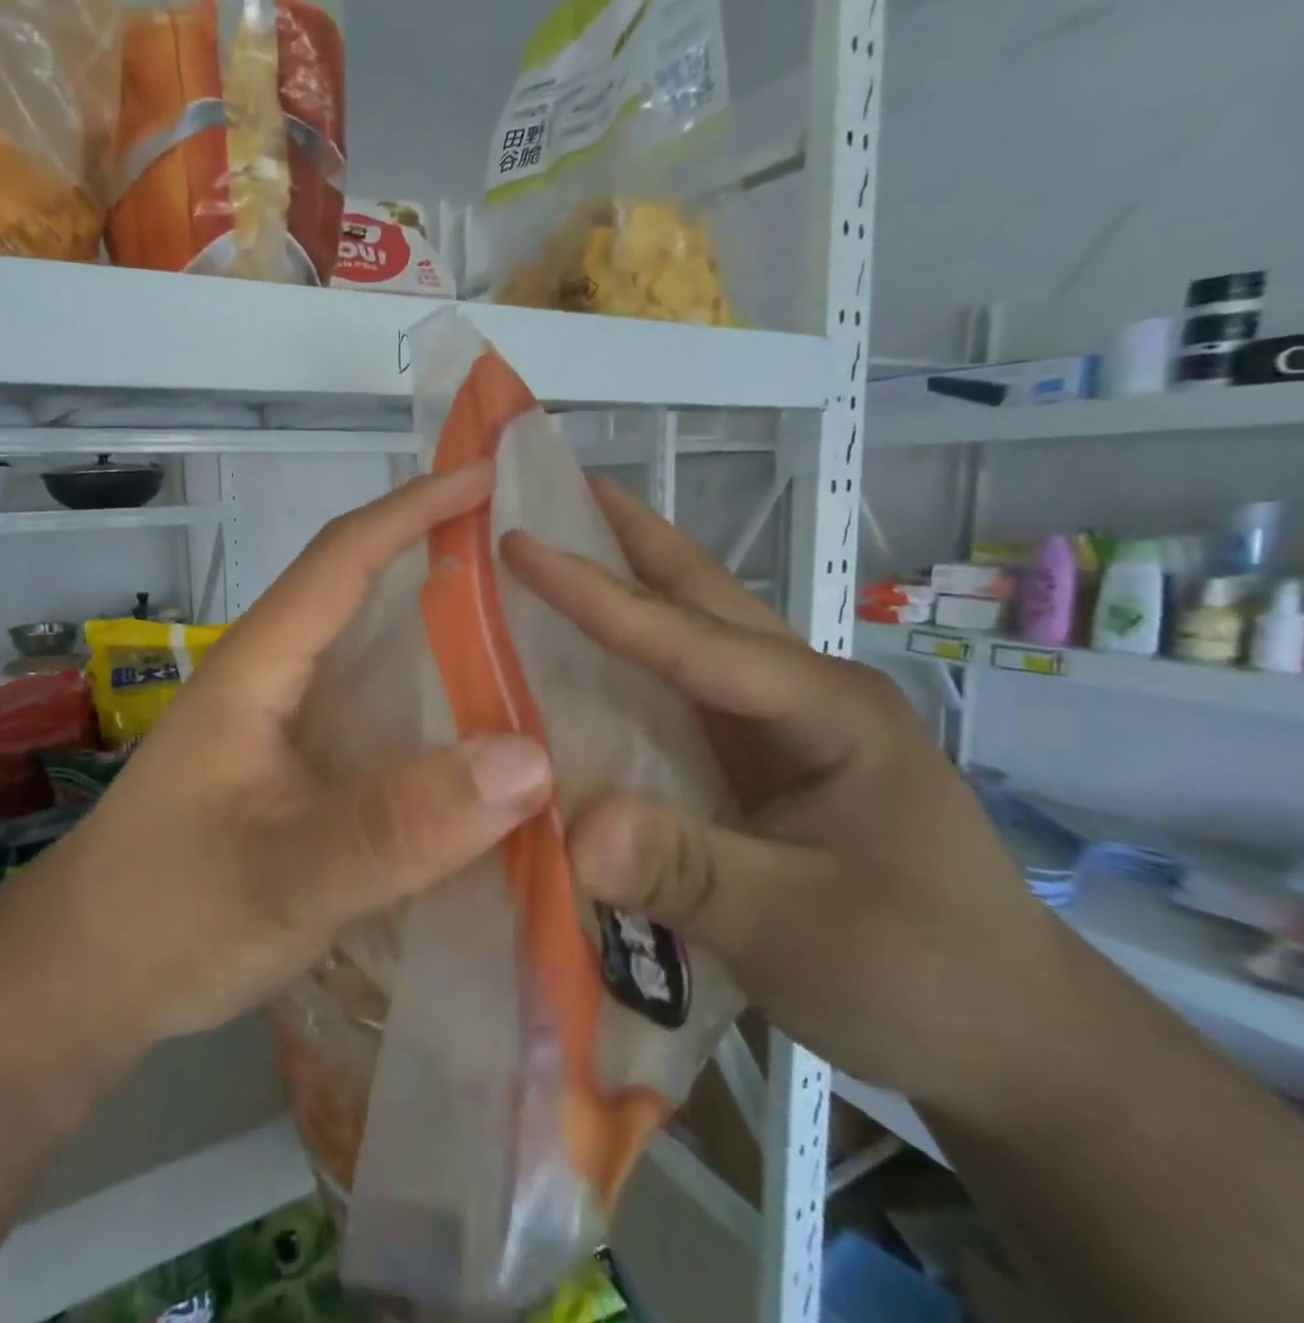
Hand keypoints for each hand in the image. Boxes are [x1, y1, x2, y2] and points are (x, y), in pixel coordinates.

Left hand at [48, 463, 553, 1042]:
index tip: (487, 479)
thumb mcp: (287, 872)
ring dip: (437, 641)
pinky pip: (369, 722)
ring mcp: (276, 728)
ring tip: (523, 643)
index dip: (414, 510)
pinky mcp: (285, 773)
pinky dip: (424, 712)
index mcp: (258, 669)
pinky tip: (471, 742)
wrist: (85, 978)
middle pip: (358, 597)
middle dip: (436, 563)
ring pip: (367, 662)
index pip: (341, 558)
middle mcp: (269, 681)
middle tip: (527, 564)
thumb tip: (533, 759)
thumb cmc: (169, 914)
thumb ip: (401, 823)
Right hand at [501, 480, 1076, 1126]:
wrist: (1007, 1040)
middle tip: (547, 488)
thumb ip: (688, 872)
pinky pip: (671, 697)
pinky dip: (619, 665)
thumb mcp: (802, 929)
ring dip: (622, 589)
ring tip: (546, 555)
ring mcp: (776, 726)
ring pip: (684, 639)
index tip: (519, 542)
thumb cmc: (924, 973)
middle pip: (699, 596)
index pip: (689, 636)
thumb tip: (570, 827)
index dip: (598, 591)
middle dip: (625, 537)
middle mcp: (797, 694)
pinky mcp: (753, 764)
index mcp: (823, 707)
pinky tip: (570, 667)